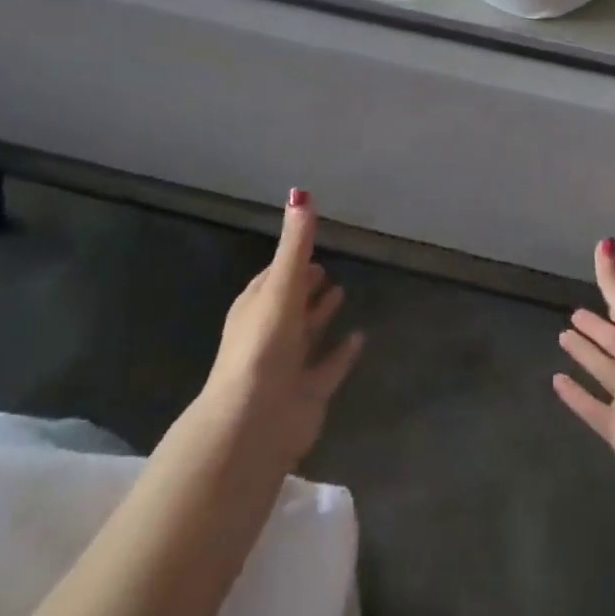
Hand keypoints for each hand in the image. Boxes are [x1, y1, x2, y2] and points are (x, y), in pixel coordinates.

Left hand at [185, 189, 363, 473]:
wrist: (253, 422)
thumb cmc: (263, 345)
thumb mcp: (281, 286)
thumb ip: (296, 243)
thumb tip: (300, 193)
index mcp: (256, 308)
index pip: (273, 278)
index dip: (291, 262)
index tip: (311, 248)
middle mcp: (269, 335)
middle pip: (290, 305)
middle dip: (306, 288)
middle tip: (327, 269)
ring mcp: (287, 366)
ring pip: (307, 335)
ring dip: (321, 316)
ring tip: (343, 292)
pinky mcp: (307, 393)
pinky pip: (328, 367)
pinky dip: (342, 353)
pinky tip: (361, 338)